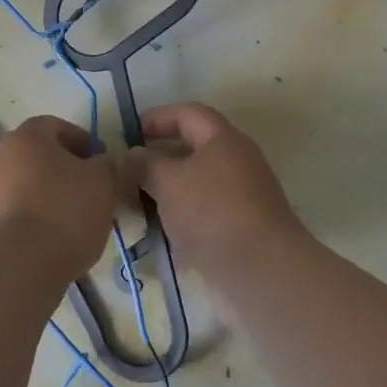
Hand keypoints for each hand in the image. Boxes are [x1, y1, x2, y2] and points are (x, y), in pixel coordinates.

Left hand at [0, 116, 117, 280]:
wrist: (16, 265)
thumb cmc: (64, 212)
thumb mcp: (102, 183)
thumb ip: (107, 165)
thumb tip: (101, 162)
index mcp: (27, 137)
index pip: (56, 126)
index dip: (82, 142)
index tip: (102, 164)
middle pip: (37, 157)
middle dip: (63, 172)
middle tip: (89, 194)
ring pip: (23, 187)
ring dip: (45, 197)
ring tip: (71, 224)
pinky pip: (11, 214)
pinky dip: (29, 221)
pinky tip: (48, 243)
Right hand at [123, 103, 305, 272]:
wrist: (261, 272)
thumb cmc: (212, 213)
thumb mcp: (168, 181)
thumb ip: (144, 163)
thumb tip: (131, 155)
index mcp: (224, 140)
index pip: (189, 114)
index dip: (158, 117)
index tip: (130, 132)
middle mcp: (236, 163)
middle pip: (193, 149)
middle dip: (158, 157)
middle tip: (125, 170)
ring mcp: (239, 199)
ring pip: (195, 184)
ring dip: (164, 190)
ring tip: (133, 202)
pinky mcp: (237, 229)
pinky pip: (201, 213)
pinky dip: (177, 216)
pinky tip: (155, 230)